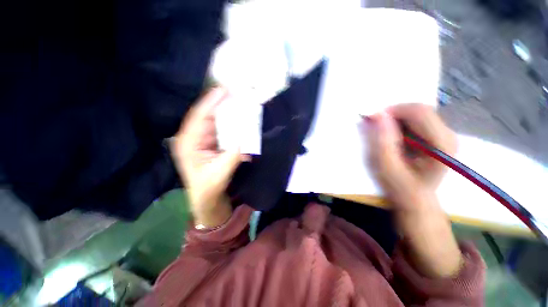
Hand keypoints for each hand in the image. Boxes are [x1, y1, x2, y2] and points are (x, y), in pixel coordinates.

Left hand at [171, 87, 249, 227]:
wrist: (207, 197)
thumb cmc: (208, 188)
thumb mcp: (219, 174)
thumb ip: (232, 157)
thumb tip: (245, 140)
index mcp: (188, 143)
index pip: (199, 116)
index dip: (211, 102)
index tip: (224, 89)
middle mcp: (193, 137)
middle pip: (207, 114)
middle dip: (220, 103)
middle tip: (236, 91)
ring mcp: (202, 139)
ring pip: (214, 120)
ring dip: (226, 110)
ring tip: (239, 99)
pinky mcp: (211, 142)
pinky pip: (221, 128)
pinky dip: (230, 121)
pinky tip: (239, 116)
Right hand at [366, 104, 461, 277]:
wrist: (416, 201)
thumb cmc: (401, 188)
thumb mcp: (387, 167)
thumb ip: (383, 141)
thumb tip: (377, 115)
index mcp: (441, 144)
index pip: (417, 112)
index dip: (391, 111)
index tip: (371, 119)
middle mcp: (448, 135)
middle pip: (418, 110)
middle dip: (393, 116)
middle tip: (374, 127)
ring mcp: (443, 135)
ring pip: (416, 115)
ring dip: (395, 121)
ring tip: (382, 135)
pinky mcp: (436, 138)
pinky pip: (415, 122)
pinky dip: (399, 125)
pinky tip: (392, 138)